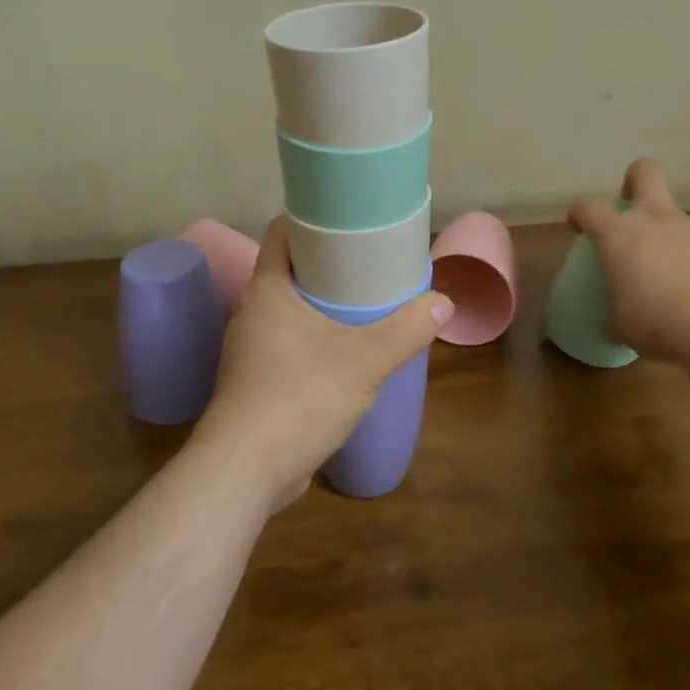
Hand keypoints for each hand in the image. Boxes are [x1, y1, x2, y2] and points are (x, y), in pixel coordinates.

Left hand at [194, 219, 451, 512]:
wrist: (245, 472)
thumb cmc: (298, 398)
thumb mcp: (364, 360)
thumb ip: (407, 330)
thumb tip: (444, 303)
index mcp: (267, 290)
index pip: (282, 232)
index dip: (311, 218)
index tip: (347, 218)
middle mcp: (252, 312)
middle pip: (290, 270)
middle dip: (327, 264)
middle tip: (369, 261)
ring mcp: (250, 350)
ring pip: (290, 310)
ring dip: (321, 305)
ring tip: (363, 304)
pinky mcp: (256, 383)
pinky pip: (288, 345)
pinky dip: (314, 340)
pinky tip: (344, 353)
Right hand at [568, 158, 689, 361]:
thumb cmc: (657, 321)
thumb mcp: (623, 326)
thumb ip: (615, 316)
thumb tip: (614, 326)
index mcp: (619, 234)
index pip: (587, 207)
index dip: (578, 213)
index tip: (577, 227)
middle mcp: (655, 220)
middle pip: (644, 173)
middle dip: (634, 180)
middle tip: (631, 205)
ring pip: (677, 216)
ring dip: (669, 234)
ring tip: (672, 273)